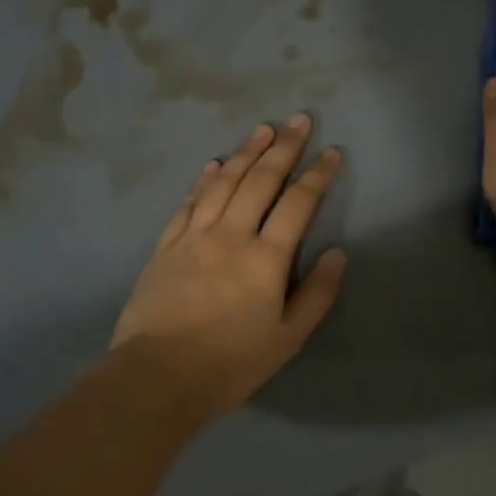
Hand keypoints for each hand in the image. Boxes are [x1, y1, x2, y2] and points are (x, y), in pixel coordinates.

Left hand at [112, 116, 345, 415]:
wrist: (158, 376)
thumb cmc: (231, 363)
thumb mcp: (288, 338)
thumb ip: (317, 294)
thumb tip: (337, 253)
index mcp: (266, 258)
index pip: (298, 204)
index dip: (317, 174)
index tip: (332, 151)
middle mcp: (231, 235)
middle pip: (260, 181)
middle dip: (284, 148)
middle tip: (299, 120)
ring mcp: (194, 237)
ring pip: (223, 182)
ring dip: (245, 152)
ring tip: (263, 129)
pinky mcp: (165, 246)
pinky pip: (188, 203)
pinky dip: (203, 180)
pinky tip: (213, 164)